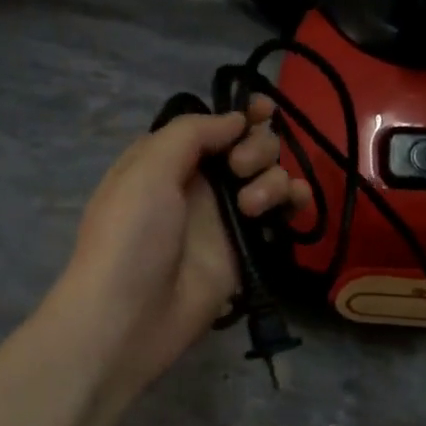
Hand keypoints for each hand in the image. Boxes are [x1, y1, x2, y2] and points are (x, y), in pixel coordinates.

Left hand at [49, 97, 309, 411]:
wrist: (130, 316)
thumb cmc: (131, 235)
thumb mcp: (147, 168)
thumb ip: (193, 133)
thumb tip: (236, 121)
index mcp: (169, 158)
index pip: (214, 125)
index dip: (240, 114)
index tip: (262, 110)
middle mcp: (200, 182)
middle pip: (249, 145)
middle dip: (256, 147)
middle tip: (240, 170)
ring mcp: (226, 216)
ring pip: (269, 176)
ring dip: (272, 178)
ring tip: (251, 207)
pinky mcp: (248, 247)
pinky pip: (281, 213)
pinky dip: (294, 200)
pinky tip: (295, 204)